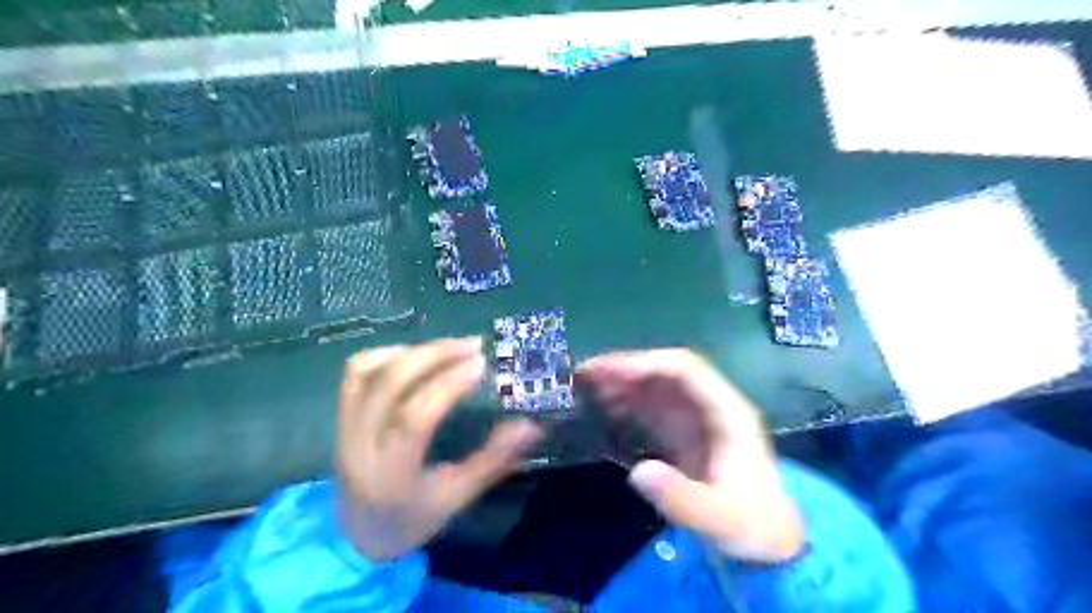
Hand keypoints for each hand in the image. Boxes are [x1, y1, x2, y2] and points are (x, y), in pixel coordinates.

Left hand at [337, 338, 541, 563]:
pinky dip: (386, 355)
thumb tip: (532, 426)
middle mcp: (359, 445)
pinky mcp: (340, 416)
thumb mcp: (458, 496)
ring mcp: (344, 427)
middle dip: (433, 355)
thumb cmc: (412, 518)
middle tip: (471, 345)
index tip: (480, 363)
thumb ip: (494, 459)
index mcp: (391, 473)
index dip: (447, 385)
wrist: (356, 536)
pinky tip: (415, 356)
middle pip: (389, 384)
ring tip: (447, 348)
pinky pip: (355, 372)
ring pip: (367, 371)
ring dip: (411, 351)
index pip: (415, 418)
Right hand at [579, 350, 799, 564]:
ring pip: (655, 386)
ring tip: (585, 388)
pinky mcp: (683, 433)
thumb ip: (681, 498)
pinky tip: (604, 409)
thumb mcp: (719, 519)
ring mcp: (696, 418)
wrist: (770, 541)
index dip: (645, 364)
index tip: (607, 371)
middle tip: (584, 375)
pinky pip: (651, 408)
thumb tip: (637, 472)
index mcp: (727, 412)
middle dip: (625, 368)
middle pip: (665, 371)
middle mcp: (710, 405)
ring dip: (622, 382)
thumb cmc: (751, 526)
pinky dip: (626, 403)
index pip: (684, 369)